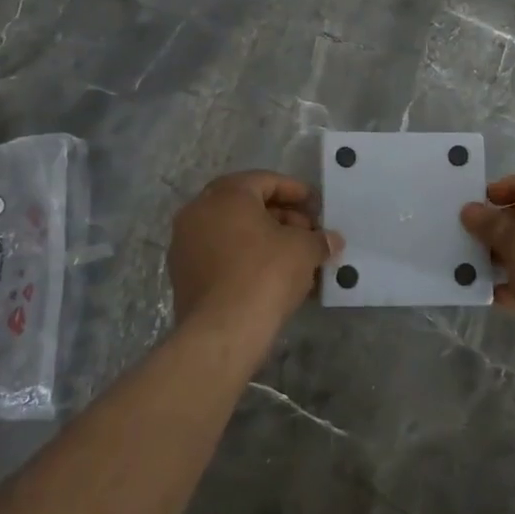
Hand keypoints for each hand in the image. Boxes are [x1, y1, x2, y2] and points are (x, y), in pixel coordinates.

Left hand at [168, 171, 342, 353]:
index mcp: (226, 194)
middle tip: (309, 234)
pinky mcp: (183, 276)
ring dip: (266, 240)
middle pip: (248, 205)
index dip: (296, 191)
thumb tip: (331, 240)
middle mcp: (199, 211)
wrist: (222, 332)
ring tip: (296, 259)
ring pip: (234, 233)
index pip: (266, 181)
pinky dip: (247, 259)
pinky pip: (222, 256)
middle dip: (283, 218)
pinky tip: (274, 278)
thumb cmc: (265, 274)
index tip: (317, 206)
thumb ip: (319, 239)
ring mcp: (186, 244)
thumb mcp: (303, 250)